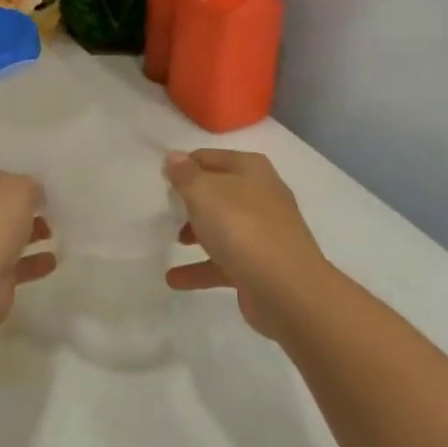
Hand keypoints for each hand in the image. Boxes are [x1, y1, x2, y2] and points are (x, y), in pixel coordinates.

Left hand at [0, 164, 56, 327]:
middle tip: (50, 205)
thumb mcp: (19, 187)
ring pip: (3, 234)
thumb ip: (30, 185)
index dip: (11, 171)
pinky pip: (12, 264)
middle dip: (22, 206)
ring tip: (55, 231)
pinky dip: (31, 262)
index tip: (37, 177)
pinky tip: (53, 260)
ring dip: (29, 233)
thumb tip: (33, 196)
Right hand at [164, 150, 327, 338]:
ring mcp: (264, 233)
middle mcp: (261, 195)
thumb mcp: (203, 192)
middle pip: (217, 192)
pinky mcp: (261, 266)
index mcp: (250, 169)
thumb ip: (185, 174)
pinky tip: (174, 279)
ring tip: (169, 240)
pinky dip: (200, 268)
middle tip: (164, 209)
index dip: (183, 165)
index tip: (159, 179)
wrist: (288, 290)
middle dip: (190, 200)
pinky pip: (223, 262)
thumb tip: (174, 156)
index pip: (208, 157)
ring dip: (195, 233)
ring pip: (222, 226)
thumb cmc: (242, 227)